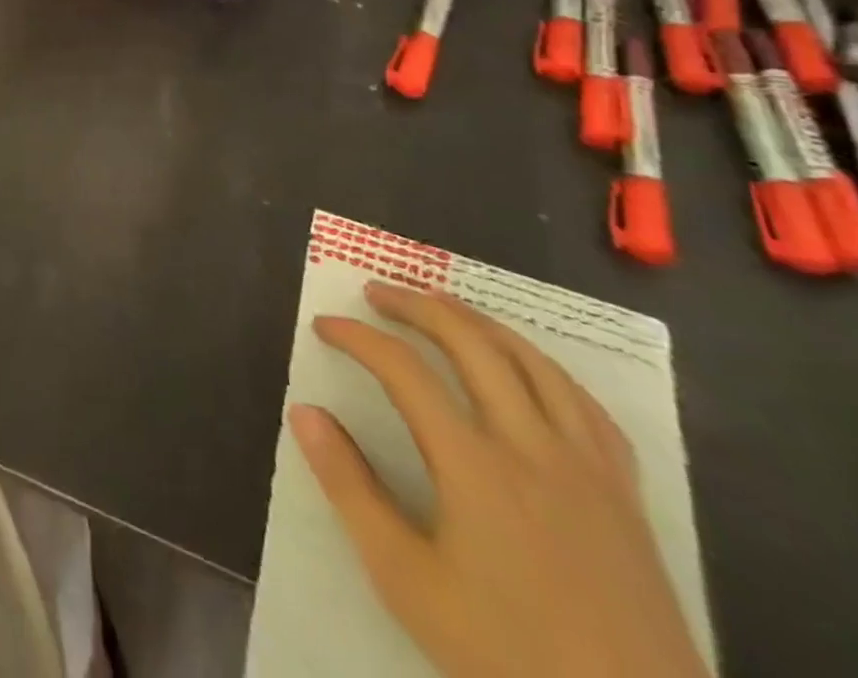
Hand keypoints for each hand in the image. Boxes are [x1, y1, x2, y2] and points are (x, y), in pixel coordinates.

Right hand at [290, 282, 707, 677]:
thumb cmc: (507, 656)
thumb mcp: (406, 579)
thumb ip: (350, 487)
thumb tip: (306, 412)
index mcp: (475, 465)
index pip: (404, 370)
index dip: (358, 337)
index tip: (325, 326)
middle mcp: (533, 447)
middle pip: (472, 344)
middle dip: (417, 306)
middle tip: (377, 293)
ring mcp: (590, 470)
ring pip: (534, 363)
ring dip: (479, 322)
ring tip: (442, 307)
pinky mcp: (627, 498)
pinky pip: (587, 406)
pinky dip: (544, 367)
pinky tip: (528, 369)